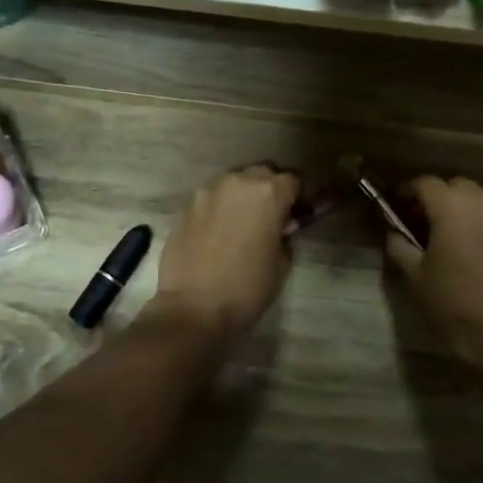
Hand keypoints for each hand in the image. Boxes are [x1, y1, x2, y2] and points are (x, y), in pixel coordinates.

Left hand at [147, 166, 299, 341]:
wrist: (194, 308)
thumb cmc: (247, 288)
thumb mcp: (282, 263)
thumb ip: (284, 235)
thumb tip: (279, 228)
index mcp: (268, 193)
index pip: (293, 180)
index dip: (298, 197)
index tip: (297, 214)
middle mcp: (236, 183)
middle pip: (261, 174)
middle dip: (269, 190)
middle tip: (270, 217)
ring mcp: (206, 193)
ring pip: (232, 184)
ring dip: (241, 198)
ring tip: (241, 225)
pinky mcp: (185, 208)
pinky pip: (210, 201)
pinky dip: (218, 210)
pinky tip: (217, 235)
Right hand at [383, 175, 482, 369]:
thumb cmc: (452, 302)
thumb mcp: (415, 275)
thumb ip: (400, 246)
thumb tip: (393, 232)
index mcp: (452, 208)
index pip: (426, 184)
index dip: (409, 191)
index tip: (397, 205)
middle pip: (456, 185)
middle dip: (438, 196)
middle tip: (424, 220)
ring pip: (481, 199)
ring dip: (463, 207)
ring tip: (451, 233)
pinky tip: (475, 246)